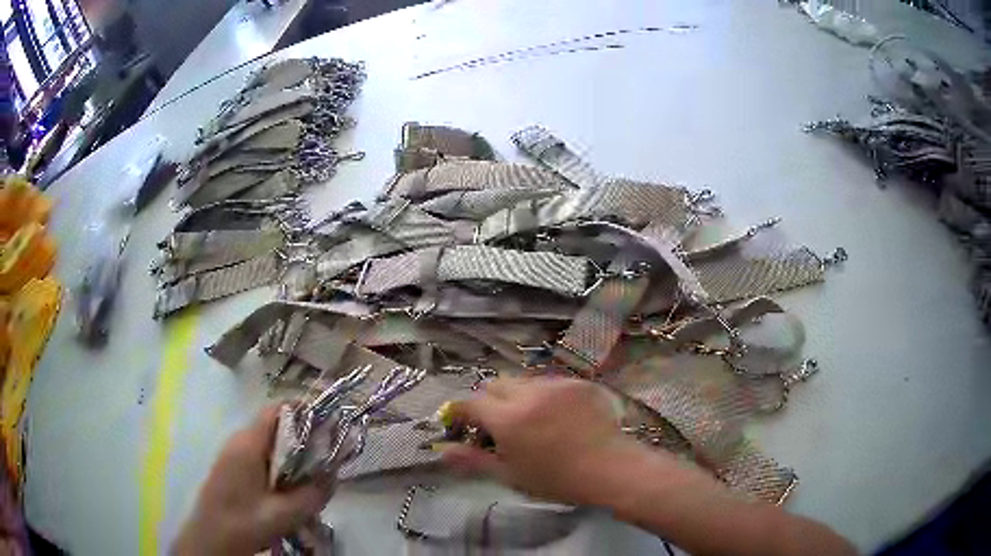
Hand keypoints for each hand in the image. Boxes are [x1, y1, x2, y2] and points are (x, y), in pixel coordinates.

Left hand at [171, 405, 334, 555]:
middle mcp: (238, 441)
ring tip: (311, 479)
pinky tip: (288, 491)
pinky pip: (260, 457)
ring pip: (269, 445)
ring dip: (291, 456)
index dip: (303, 412)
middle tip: (326, 460)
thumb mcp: (284, 514)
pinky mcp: (231, 469)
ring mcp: (232, 454)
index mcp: (248, 444)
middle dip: (303, 439)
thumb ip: (312, 494)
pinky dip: (279, 466)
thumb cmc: (244, 522)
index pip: (277, 410)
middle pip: (275, 427)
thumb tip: (334, 475)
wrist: (211, 539)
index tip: (328, 426)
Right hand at [441, 376, 649, 505]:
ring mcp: (556, 384)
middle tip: (498, 425)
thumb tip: (442, 452)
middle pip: (496, 384)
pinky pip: (552, 383)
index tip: (461, 424)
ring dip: (518, 396)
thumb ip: (473, 460)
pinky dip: (546, 395)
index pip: (471, 403)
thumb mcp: (510, 475)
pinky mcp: (579, 383)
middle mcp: (529, 393)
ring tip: (532, 421)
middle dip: (489, 401)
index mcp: (507, 418)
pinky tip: (559, 417)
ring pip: (524, 381)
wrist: (610, 469)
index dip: (461, 412)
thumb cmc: (556, 479)